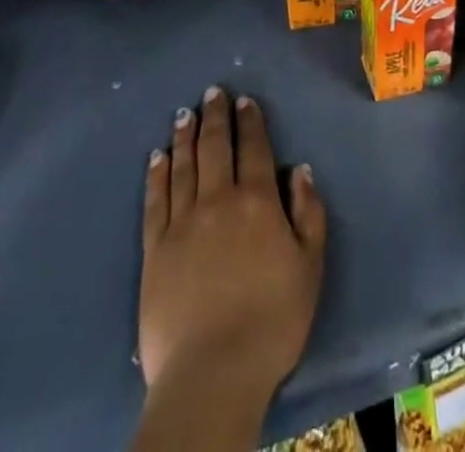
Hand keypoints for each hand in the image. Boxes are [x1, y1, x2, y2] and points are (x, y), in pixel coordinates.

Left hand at [138, 87, 326, 402]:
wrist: (213, 372)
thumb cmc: (272, 321)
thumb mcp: (309, 267)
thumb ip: (308, 214)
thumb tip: (300, 170)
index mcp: (257, 202)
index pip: (254, 149)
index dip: (250, 121)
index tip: (244, 100)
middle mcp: (218, 200)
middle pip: (216, 147)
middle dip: (215, 116)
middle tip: (212, 93)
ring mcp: (183, 222)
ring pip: (184, 165)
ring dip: (185, 136)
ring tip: (184, 114)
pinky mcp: (155, 248)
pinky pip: (156, 200)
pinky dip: (157, 174)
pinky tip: (158, 157)